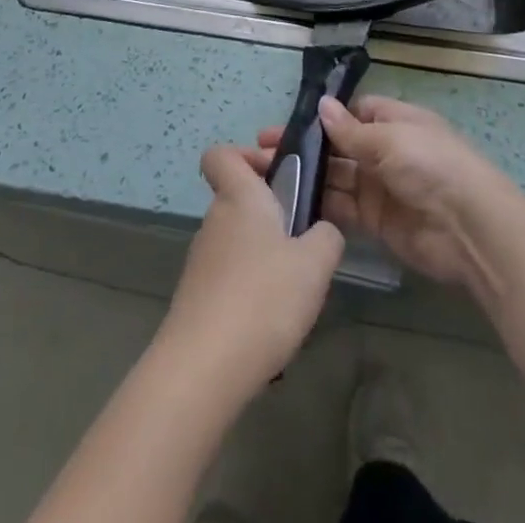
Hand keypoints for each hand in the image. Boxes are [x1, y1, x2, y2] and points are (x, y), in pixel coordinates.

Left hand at [155, 146, 344, 398]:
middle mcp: (215, 220)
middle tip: (305, 242)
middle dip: (271, 214)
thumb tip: (322, 231)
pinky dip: (250, 289)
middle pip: (237, 199)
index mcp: (239, 197)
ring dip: (264, 254)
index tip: (277, 175)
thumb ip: (327, 236)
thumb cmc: (263, 298)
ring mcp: (201, 260)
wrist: (204, 368)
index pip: (221, 154)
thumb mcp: (315, 264)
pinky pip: (229, 277)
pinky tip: (271, 322)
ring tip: (294, 290)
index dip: (246, 155)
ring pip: (237, 240)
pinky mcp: (197, 297)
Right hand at [256, 95, 509, 291]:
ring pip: (336, 177)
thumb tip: (321, 106)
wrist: (468, 228)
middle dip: (305, 148)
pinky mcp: (376, 221)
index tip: (287, 124)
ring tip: (267, 177)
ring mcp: (379, 187)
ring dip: (307, 176)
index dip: (322, 117)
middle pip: (338, 146)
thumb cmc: (430, 165)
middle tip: (262, 152)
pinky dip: (320, 206)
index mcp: (393, 121)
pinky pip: (343, 208)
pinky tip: (290, 204)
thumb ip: (350, 130)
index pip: (352, 112)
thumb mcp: (389, 139)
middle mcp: (385, 151)